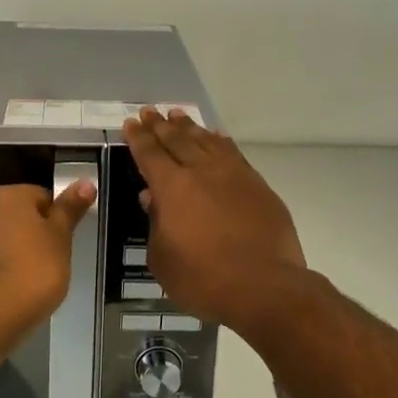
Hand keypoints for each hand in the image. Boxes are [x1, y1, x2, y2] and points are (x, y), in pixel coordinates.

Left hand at [0, 180, 97, 343]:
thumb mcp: (60, 238)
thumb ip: (70, 209)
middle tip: (52, 261)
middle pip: (18, 216)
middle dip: (33, 234)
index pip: (41, 196)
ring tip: (31, 281)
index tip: (65, 242)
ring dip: (13, 252)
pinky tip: (10, 292)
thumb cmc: (32, 271)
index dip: (57, 218)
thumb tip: (85, 181)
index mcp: (10, 196)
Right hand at [122, 109, 307, 330]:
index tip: (131, 122)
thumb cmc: (204, 280)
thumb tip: (152, 198)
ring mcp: (233, 175)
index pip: (150, 154)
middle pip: (177, 140)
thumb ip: (156, 224)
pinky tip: (216, 136)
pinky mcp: (257, 184)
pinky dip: (220, 140)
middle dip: (160, 125)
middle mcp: (201, 171)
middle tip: (149, 111)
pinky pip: (233, 152)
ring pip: (206, 141)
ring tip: (178, 115)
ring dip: (189, 127)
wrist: (265, 287)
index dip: (138, 137)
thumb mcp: (163, 259)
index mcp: (172, 188)